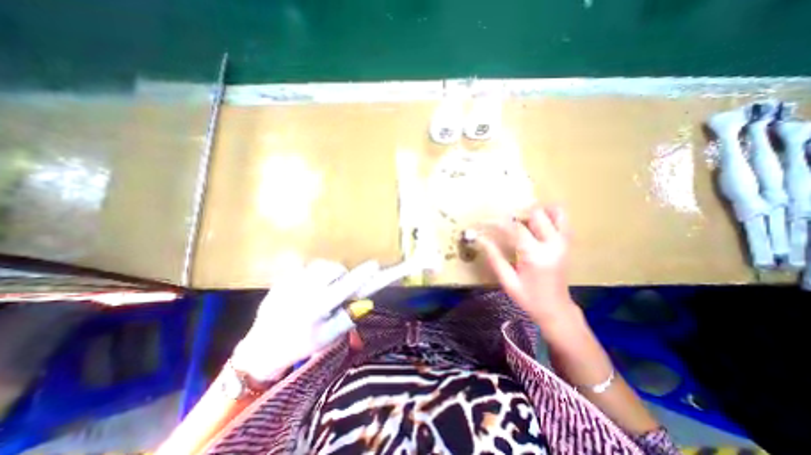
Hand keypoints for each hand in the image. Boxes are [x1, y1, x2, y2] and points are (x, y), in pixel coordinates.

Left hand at [229, 259, 377, 380]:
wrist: (262, 348)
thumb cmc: (299, 345)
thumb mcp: (327, 338)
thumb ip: (347, 319)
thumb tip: (365, 302)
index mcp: (317, 308)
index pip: (345, 287)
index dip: (361, 275)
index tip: (374, 265)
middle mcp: (303, 292)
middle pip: (332, 269)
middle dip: (341, 274)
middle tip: (340, 286)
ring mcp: (290, 283)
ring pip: (319, 265)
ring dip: (328, 271)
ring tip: (325, 285)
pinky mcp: (281, 280)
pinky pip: (304, 267)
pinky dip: (313, 273)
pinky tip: (308, 287)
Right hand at [477, 205, 579, 325]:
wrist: (557, 310)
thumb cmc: (529, 298)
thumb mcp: (508, 281)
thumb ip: (495, 258)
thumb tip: (481, 239)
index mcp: (535, 255)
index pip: (515, 228)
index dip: (498, 222)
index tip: (485, 221)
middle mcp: (553, 245)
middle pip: (536, 215)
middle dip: (518, 213)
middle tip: (504, 221)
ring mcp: (564, 243)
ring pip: (555, 212)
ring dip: (537, 211)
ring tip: (522, 217)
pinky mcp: (568, 244)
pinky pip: (563, 220)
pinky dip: (551, 214)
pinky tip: (538, 220)